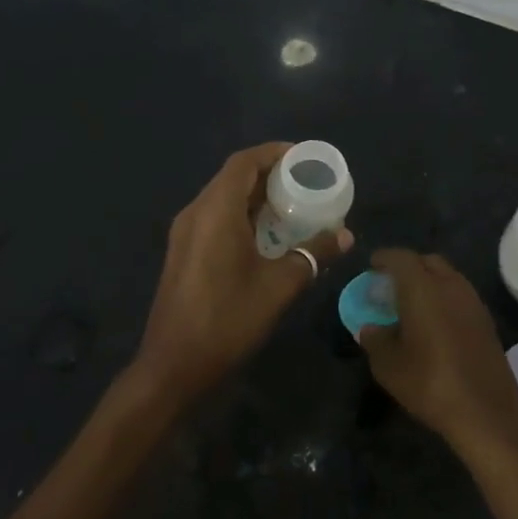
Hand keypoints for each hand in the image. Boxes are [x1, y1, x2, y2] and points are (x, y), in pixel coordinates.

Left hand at [134, 142, 352, 404]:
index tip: (304, 157)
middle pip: (232, 177)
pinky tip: (265, 235)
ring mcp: (185, 233)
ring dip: (254, 196)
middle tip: (305, 182)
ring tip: (291, 205)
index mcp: (215, 211)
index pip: (244, 162)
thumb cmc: (227, 319)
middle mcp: (195, 213)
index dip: (273, 152)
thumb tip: (345, 235)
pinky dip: (241, 214)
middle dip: (269, 173)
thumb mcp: (279, 286)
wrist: (172, 366)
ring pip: (222, 198)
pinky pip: (215, 217)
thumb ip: (312, 254)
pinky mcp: (183, 252)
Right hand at [358, 249, 517, 460]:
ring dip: (429, 281)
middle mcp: (450, 285)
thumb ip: (374, 340)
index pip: (400, 258)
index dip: (384, 258)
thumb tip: (369, 328)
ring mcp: (473, 301)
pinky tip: (436, 321)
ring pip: (448, 276)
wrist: (486, 413)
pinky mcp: (487, 320)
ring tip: (413, 303)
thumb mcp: (389, 366)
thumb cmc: (430, 383)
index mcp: (422, 288)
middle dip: (408, 266)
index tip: (372, 266)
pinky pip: (460, 295)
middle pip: (427, 261)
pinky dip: (445, 297)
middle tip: (391, 284)